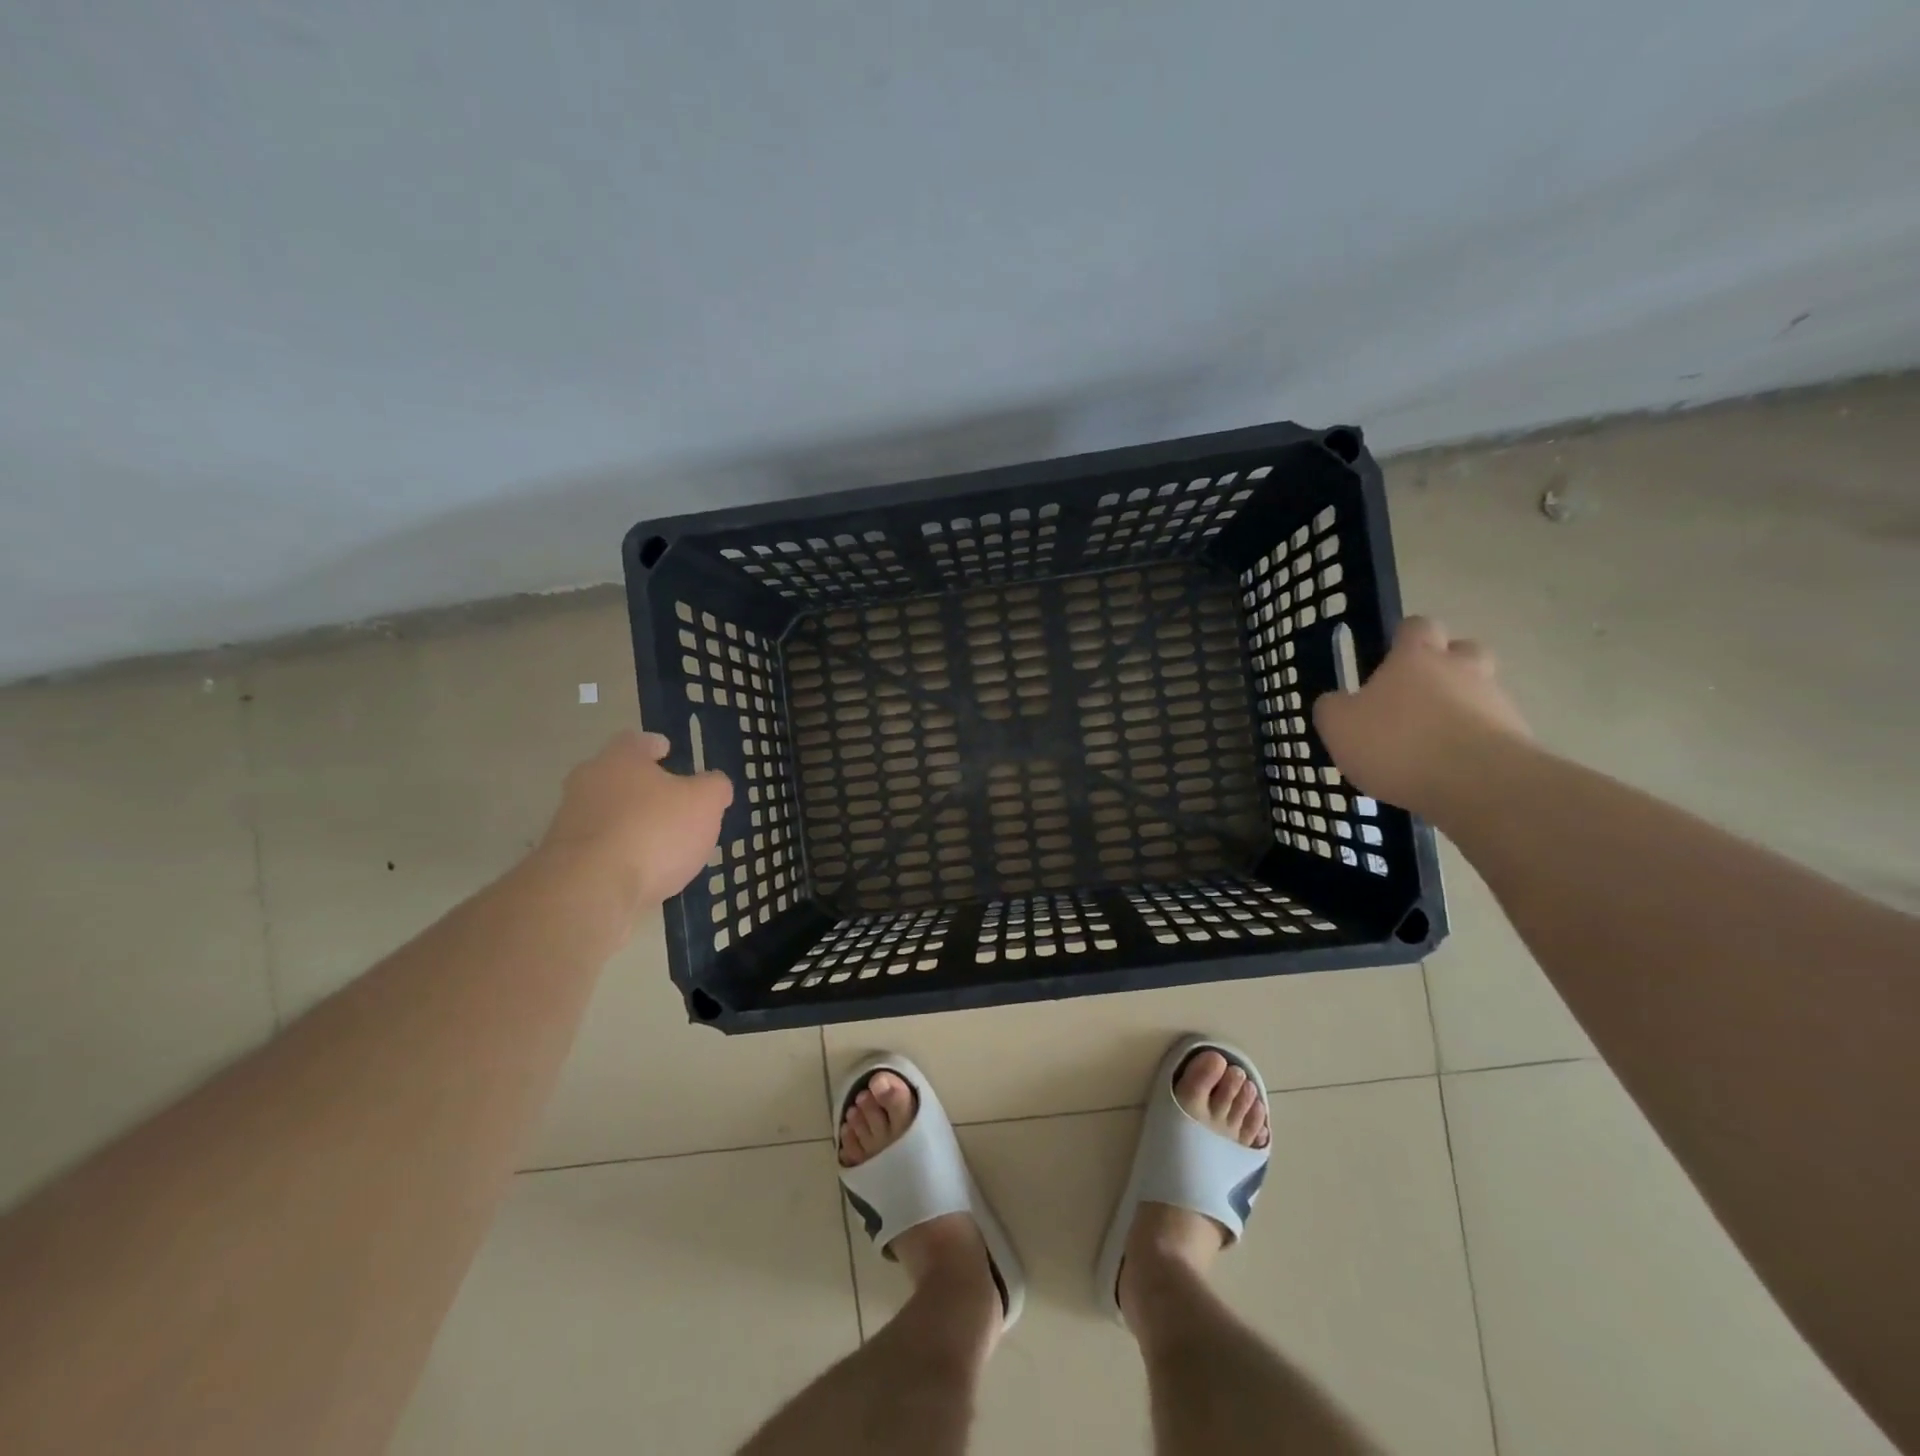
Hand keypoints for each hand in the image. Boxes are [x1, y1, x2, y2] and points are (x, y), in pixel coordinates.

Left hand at [540, 730, 732, 905]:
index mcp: (620, 760)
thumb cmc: (654, 831)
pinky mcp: (563, 860)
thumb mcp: (705, 803)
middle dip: (642, 786)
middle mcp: (587, 783)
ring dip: (629, 822)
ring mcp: (569, 822)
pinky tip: (640, 871)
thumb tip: (714, 784)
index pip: (636, 741)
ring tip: (660, 842)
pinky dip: (618, 853)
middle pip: (617, 776)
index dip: (655, 745)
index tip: (668, 751)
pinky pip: (598, 848)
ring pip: (606, 813)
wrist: (590, 889)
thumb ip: (714, 788)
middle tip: (670, 800)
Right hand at [1312, 617, 1532, 818]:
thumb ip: (1332, 708)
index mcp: (1416, 657)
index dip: (1404, 638)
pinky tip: (1451, 769)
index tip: (1389, 658)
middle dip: (1445, 665)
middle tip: (1418, 694)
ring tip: (1432, 742)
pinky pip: (1492, 730)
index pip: (1416, 626)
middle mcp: (1461, 669)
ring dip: (1461, 707)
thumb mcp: (1339, 726)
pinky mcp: (1517, 737)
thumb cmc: (1397, 743)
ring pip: (1480, 691)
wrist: (1477, 784)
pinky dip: (1473, 742)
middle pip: (1462, 650)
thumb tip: (1335, 701)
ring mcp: (1495, 702)